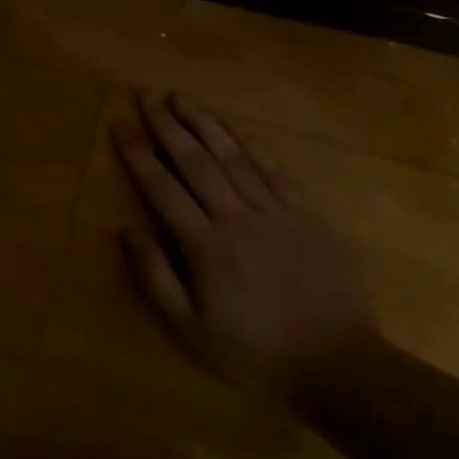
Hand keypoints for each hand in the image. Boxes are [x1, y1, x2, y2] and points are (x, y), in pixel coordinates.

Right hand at [112, 91, 377, 397]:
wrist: (338, 363)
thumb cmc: (255, 350)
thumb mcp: (191, 328)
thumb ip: (156, 276)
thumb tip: (127, 230)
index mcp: (205, 245)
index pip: (162, 188)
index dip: (138, 155)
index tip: (119, 126)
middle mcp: (237, 217)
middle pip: (195, 161)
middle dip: (168, 125)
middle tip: (147, 96)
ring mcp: (276, 212)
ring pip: (234, 156)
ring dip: (205, 123)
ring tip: (182, 98)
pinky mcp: (307, 215)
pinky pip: (274, 170)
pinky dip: (251, 144)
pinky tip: (234, 127)